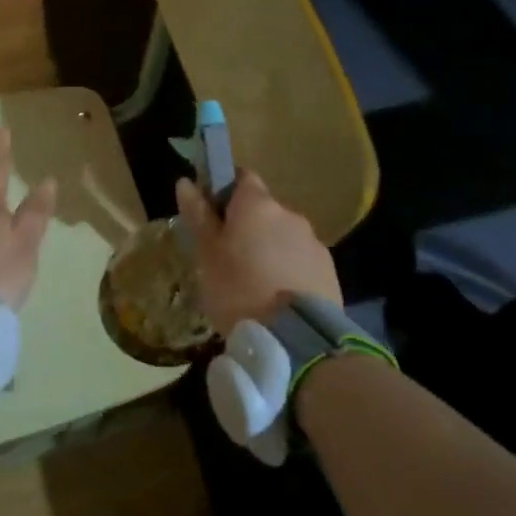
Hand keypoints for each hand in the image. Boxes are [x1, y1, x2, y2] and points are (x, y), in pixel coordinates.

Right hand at [175, 170, 341, 333]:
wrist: (295, 338)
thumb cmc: (237, 289)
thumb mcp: (206, 254)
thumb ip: (198, 215)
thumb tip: (185, 182)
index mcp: (257, 204)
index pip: (242, 177)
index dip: (226, 190)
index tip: (213, 215)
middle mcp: (289, 214)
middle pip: (264, 210)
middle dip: (248, 227)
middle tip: (228, 258)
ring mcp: (314, 242)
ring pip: (284, 237)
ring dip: (270, 250)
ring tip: (255, 284)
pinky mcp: (329, 271)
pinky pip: (302, 262)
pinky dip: (289, 271)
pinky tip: (278, 298)